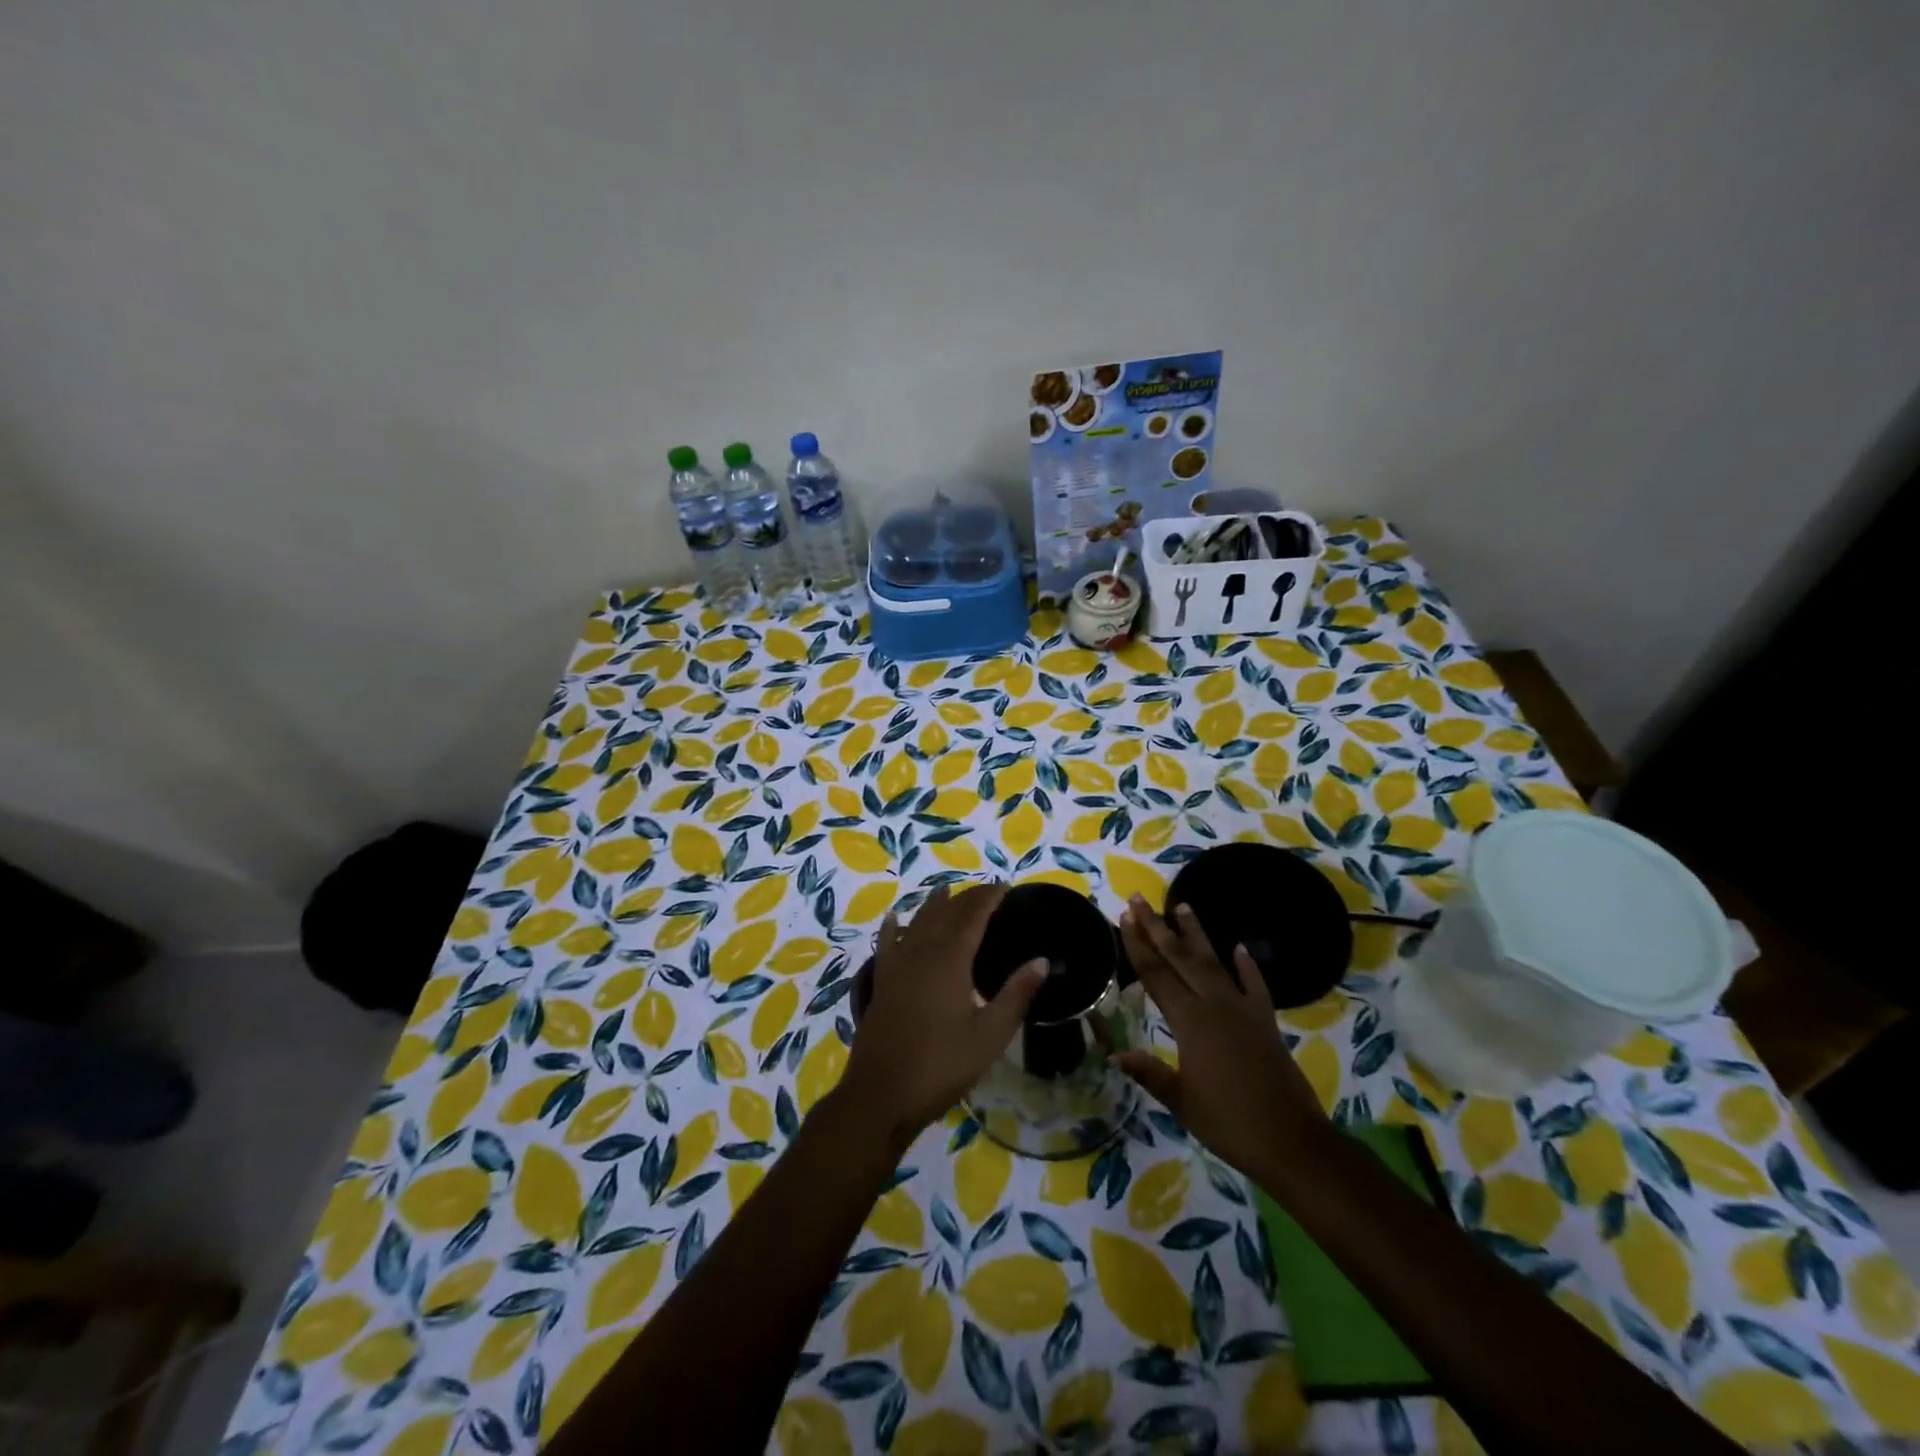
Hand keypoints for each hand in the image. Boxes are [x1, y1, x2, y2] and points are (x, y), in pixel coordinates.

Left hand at [838, 884, 1044, 1149]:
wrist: (881, 1095)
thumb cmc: (941, 1065)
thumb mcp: (990, 1035)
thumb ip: (1016, 994)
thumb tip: (1042, 960)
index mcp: (950, 959)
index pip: (973, 915)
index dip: (989, 897)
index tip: (1006, 886)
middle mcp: (921, 952)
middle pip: (945, 912)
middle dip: (967, 897)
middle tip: (987, 892)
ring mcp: (897, 966)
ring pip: (916, 922)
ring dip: (934, 905)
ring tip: (947, 892)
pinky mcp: (882, 982)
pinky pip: (887, 943)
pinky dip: (894, 926)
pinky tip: (894, 918)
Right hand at [1113, 895, 1327, 1180]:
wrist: (1292, 1142)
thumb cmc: (1229, 1124)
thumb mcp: (1182, 1102)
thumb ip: (1149, 1073)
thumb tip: (1112, 1051)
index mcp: (1190, 1023)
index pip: (1156, 975)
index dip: (1137, 946)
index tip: (1124, 918)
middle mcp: (1215, 1006)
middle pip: (1180, 958)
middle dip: (1157, 927)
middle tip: (1140, 899)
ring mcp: (1243, 1010)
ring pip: (1214, 962)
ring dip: (1196, 934)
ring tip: (1182, 905)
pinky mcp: (1266, 1022)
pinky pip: (1255, 985)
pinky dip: (1247, 966)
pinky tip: (1239, 947)